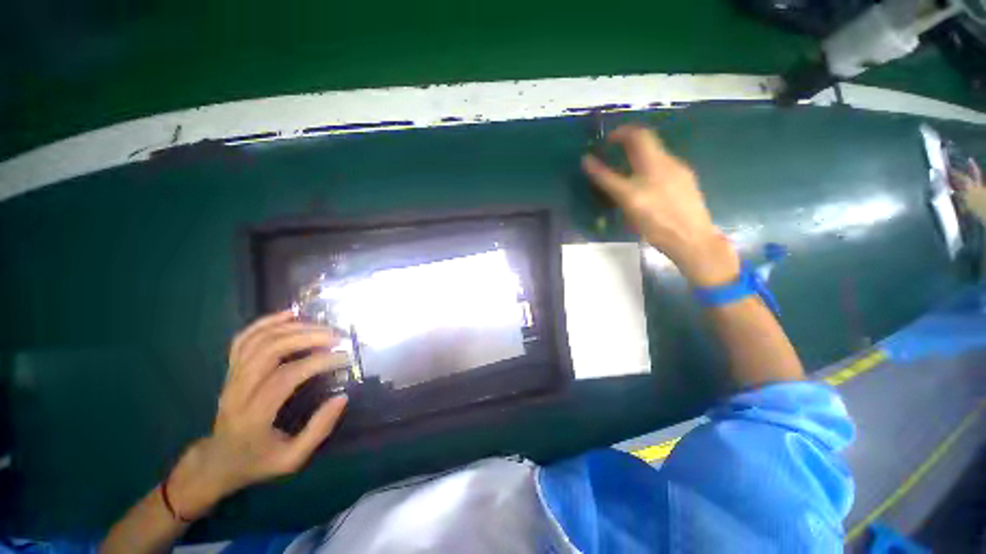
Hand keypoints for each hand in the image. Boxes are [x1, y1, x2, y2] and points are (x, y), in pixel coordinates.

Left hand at [167, 311, 348, 519]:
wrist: (216, 462)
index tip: (344, 358)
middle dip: (308, 337)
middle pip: (270, 351)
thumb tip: (342, 397)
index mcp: (253, 416)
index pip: (286, 377)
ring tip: (322, 327)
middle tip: (337, 337)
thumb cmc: (256, 462)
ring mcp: (231, 377)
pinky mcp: (230, 369)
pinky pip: (244, 338)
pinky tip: (290, 314)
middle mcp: (238, 391)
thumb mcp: (291, 460)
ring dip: (294, 328)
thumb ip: (318, 430)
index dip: (318, 362)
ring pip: (259, 340)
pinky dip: (267, 322)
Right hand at [581, 124, 738, 286]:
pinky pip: (663, 165)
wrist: (692, 240)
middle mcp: (668, 161)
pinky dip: (649, 166)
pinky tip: (646, 185)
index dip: (618, 134)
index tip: (605, 143)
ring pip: (655, 153)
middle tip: (613, 153)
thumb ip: (607, 179)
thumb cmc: (655, 223)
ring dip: (638, 154)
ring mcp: (679, 171)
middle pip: (647, 140)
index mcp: (653, 164)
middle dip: (628, 142)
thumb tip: (587, 161)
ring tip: (626, 171)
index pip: (635, 135)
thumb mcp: (627, 201)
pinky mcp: (686, 181)